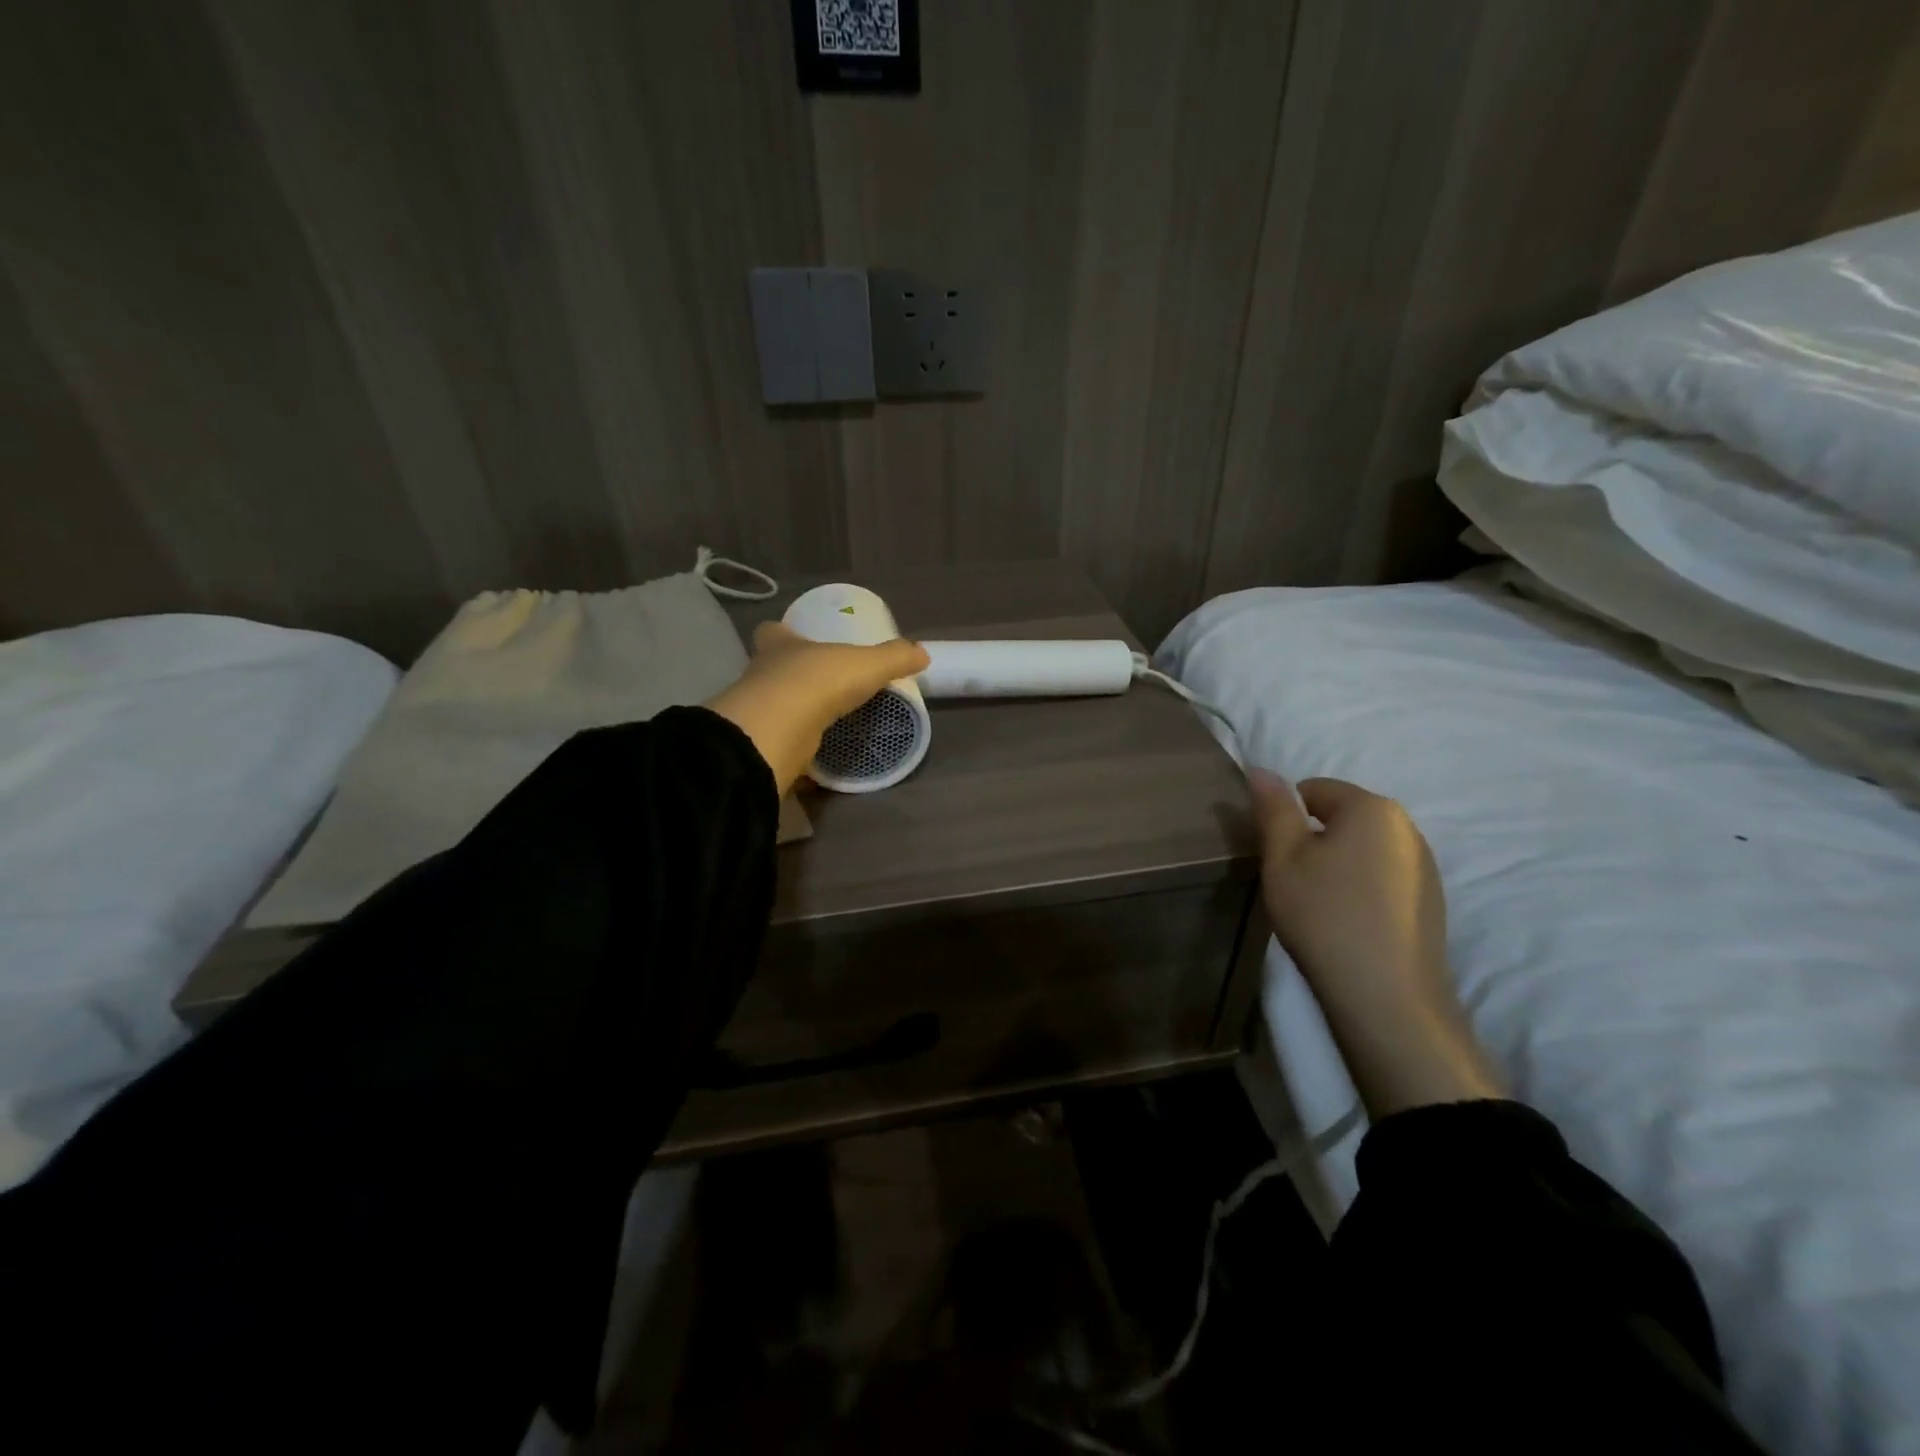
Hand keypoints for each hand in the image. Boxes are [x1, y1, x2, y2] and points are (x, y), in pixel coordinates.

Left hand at [705, 622, 929, 795]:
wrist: (781, 730)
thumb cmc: (818, 682)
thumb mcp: (867, 664)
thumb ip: (894, 658)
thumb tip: (922, 654)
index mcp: (780, 646)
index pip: (771, 632)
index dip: (782, 634)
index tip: (797, 640)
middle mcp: (761, 674)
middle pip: (770, 669)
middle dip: (790, 676)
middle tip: (818, 684)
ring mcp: (756, 712)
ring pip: (773, 707)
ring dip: (792, 713)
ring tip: (821, 720)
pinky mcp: (762, 743)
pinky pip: (780, 743)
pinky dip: (795, 748)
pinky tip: (814, 754)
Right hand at [1249, 770, 1502, 1115]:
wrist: (1387, 998)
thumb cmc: (1325, 916)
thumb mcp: (1283, 857)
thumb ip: (1273, 808)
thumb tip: (1260, 768)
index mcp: (1373, 808)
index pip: (1314, 789)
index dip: (1285, 817)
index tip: (1275, 855)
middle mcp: (1407, 828)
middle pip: (1343, 817)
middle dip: (1313, 839)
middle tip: (1293, 880)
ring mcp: (1425, 866)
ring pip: (1363, 848)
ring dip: (1337, 863)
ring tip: (1320, 905)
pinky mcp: (1431, 901)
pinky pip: (1383, 876)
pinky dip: (1360, 887)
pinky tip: (1348, 922)